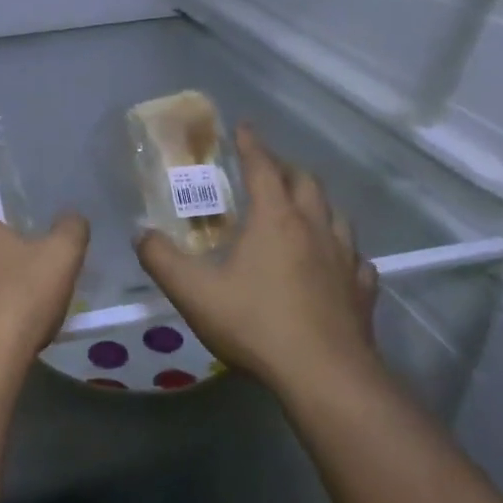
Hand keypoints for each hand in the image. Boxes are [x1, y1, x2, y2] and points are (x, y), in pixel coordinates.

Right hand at [134, 124, 379, 390]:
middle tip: (269, 169)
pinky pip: (356, 259)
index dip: (252, 145)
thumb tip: (140, 234)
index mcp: (275, 219)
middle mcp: (314, 228)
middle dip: (286, 168)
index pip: (264, 167)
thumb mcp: (193, 292)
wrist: (325, 376)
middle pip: (306, 183)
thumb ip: (161, 259)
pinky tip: (336, 262)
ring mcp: (345, 259)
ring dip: (318, 203)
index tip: (244, 126)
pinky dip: (343, 250)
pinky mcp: (361, 291)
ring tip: (303, 208)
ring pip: (336, 215)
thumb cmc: (256, 324)